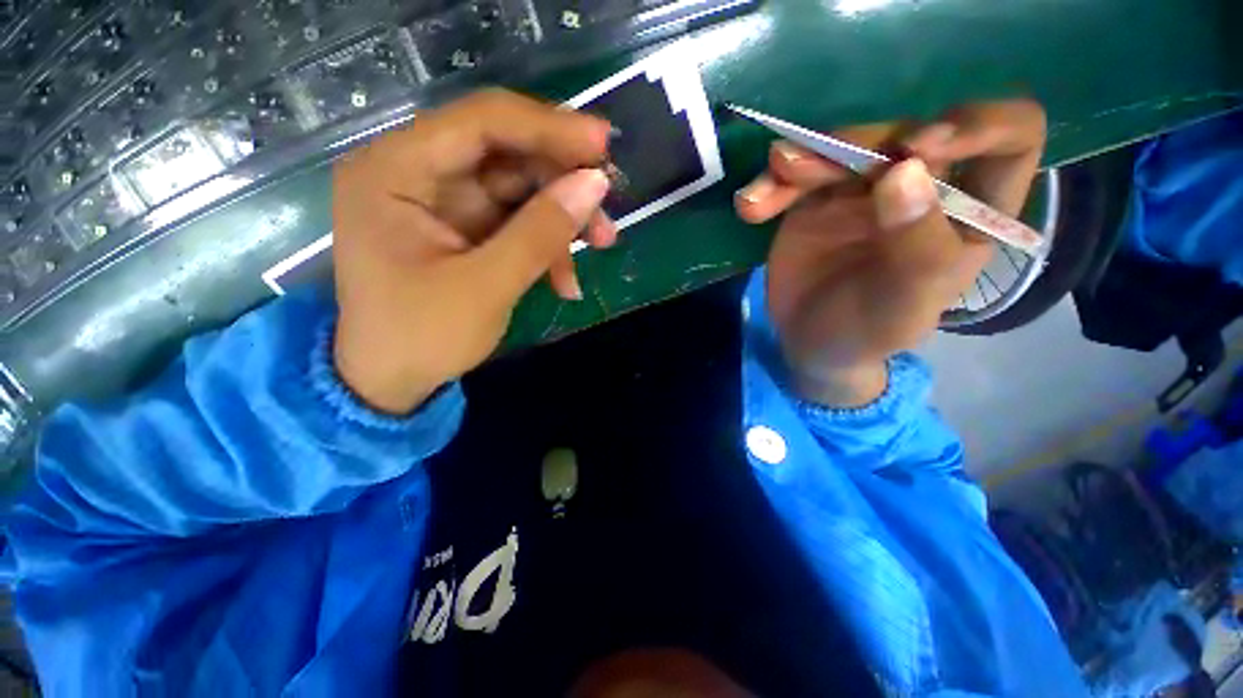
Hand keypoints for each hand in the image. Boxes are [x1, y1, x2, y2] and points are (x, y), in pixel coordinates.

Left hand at [333, 89, 615, 413]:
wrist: (393, 383)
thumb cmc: (423, 337)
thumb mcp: (487, 287)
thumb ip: (540, 232)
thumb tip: (595, 184)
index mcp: (396, 171)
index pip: (482, 122)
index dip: (548, 127)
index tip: (603, 144)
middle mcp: (417, 172)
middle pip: (506, 154)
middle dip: (563, 182)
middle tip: (607, 209)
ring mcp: (444, 202)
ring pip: (520, 189)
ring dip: (563, 218)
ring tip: (602, 244)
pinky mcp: (465, 229)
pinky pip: (517, 221)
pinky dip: (547, 245)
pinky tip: (565, 279)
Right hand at [735, 100, 1046, 405]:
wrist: (809, 342)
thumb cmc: (868, 332)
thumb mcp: (903, 304)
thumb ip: (917, 247)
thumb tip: (904, 171)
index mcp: (971, 211)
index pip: (1011, 137)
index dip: (978, 126)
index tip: (917, 149)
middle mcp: (925, 187)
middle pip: (904, 133)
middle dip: (854, 144)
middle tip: (799, 171)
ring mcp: (866, 189)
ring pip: (844, 146)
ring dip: (802, 161)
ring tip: (766, 188)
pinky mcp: (818, 198)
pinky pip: (798, 175)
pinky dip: (773, 185)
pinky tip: (751, 206)